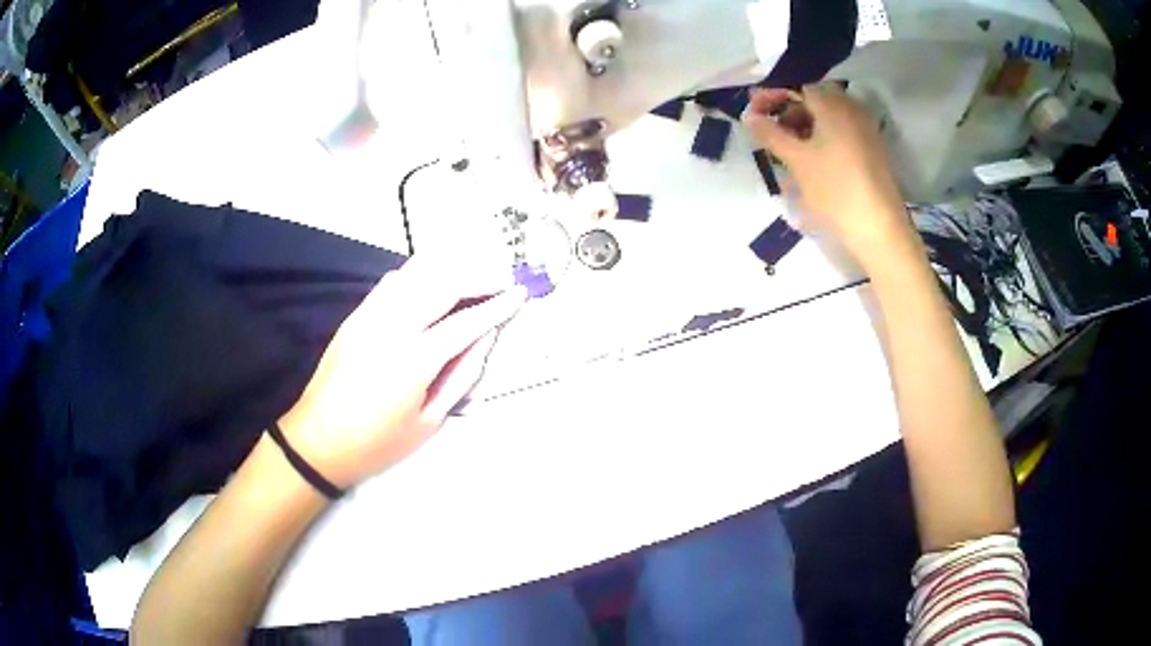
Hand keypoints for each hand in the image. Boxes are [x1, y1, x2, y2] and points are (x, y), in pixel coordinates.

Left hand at [278, 255, 526, 488]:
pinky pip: (392, 281)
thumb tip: (485, 339)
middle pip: (443, 283)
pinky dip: (419, 274)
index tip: (520, 292)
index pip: (467, 321)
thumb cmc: (378, 442)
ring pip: (416, 272)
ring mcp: (371, 315)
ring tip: (472, 275)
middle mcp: (393, 326)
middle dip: (478, 275)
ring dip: (450, 267)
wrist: (318, 440)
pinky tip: (431, 284)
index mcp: (415, 359)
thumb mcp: (430, 421)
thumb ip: (462, 376)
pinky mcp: (356, 314)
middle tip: (501, 278)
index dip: (498, 305)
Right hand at [743, 84, 917, 264]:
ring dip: (804, 126)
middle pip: (814, 100)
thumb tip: (749, 115)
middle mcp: (852, 109)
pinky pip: (842, 132)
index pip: (797, 87)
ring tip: (787, 150)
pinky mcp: (872, 150)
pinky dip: (823, 138)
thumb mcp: (797, 160)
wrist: (879, 229)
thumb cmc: (835, 189)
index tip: (753, 113)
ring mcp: (865, 129)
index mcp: (833, 104)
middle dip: (788, 112)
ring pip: (828, 118)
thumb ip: (770, 134)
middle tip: (769, 133)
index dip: (772, 97)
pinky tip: (812, 160)